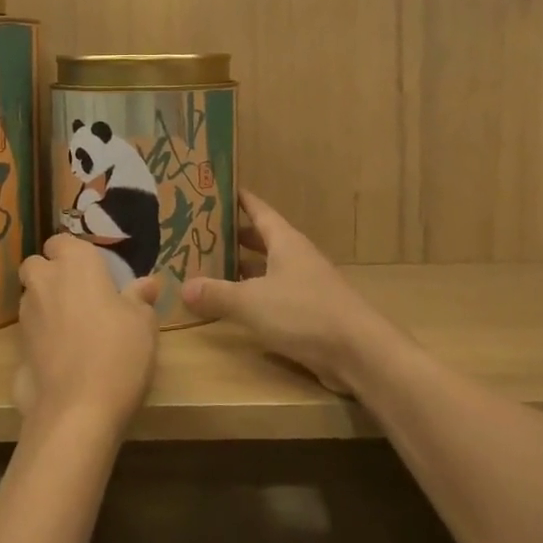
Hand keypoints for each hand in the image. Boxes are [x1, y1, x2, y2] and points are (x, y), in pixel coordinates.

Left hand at [15, 236, 159, 439]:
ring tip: (73, 329)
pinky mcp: (16, 350)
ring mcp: (26, 317)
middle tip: (79, 296)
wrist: (78, 410)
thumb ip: (140, 298)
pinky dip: (41, 339)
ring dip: (45, 306)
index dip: (74, 254)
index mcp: (75, 264)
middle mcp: (44, 282)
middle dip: (50, 274)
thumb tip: (146, 283)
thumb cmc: (118, 352)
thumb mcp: (143, 323)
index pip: (62, 241)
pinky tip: (63, 358)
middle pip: (36, 266)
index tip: (94, 271)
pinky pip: (30, 333)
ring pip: (30, 299)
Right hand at [182, 191, 410, 394]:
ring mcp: (307, 286)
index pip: (260, 211)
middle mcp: (297, 258)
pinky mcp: (311, 313)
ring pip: (269, 269)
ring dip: (244, 268)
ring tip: (212, 267)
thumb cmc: (304, 313)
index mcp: (286, 242)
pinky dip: (256, 296)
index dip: (240, 200)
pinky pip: (276, 296)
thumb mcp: (252, 302)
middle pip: (263, 240)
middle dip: (236, 236)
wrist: (359, 352)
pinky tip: (237, 307)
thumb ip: (217, 294)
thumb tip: (183, 287)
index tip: (218, 190)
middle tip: (203, 233)